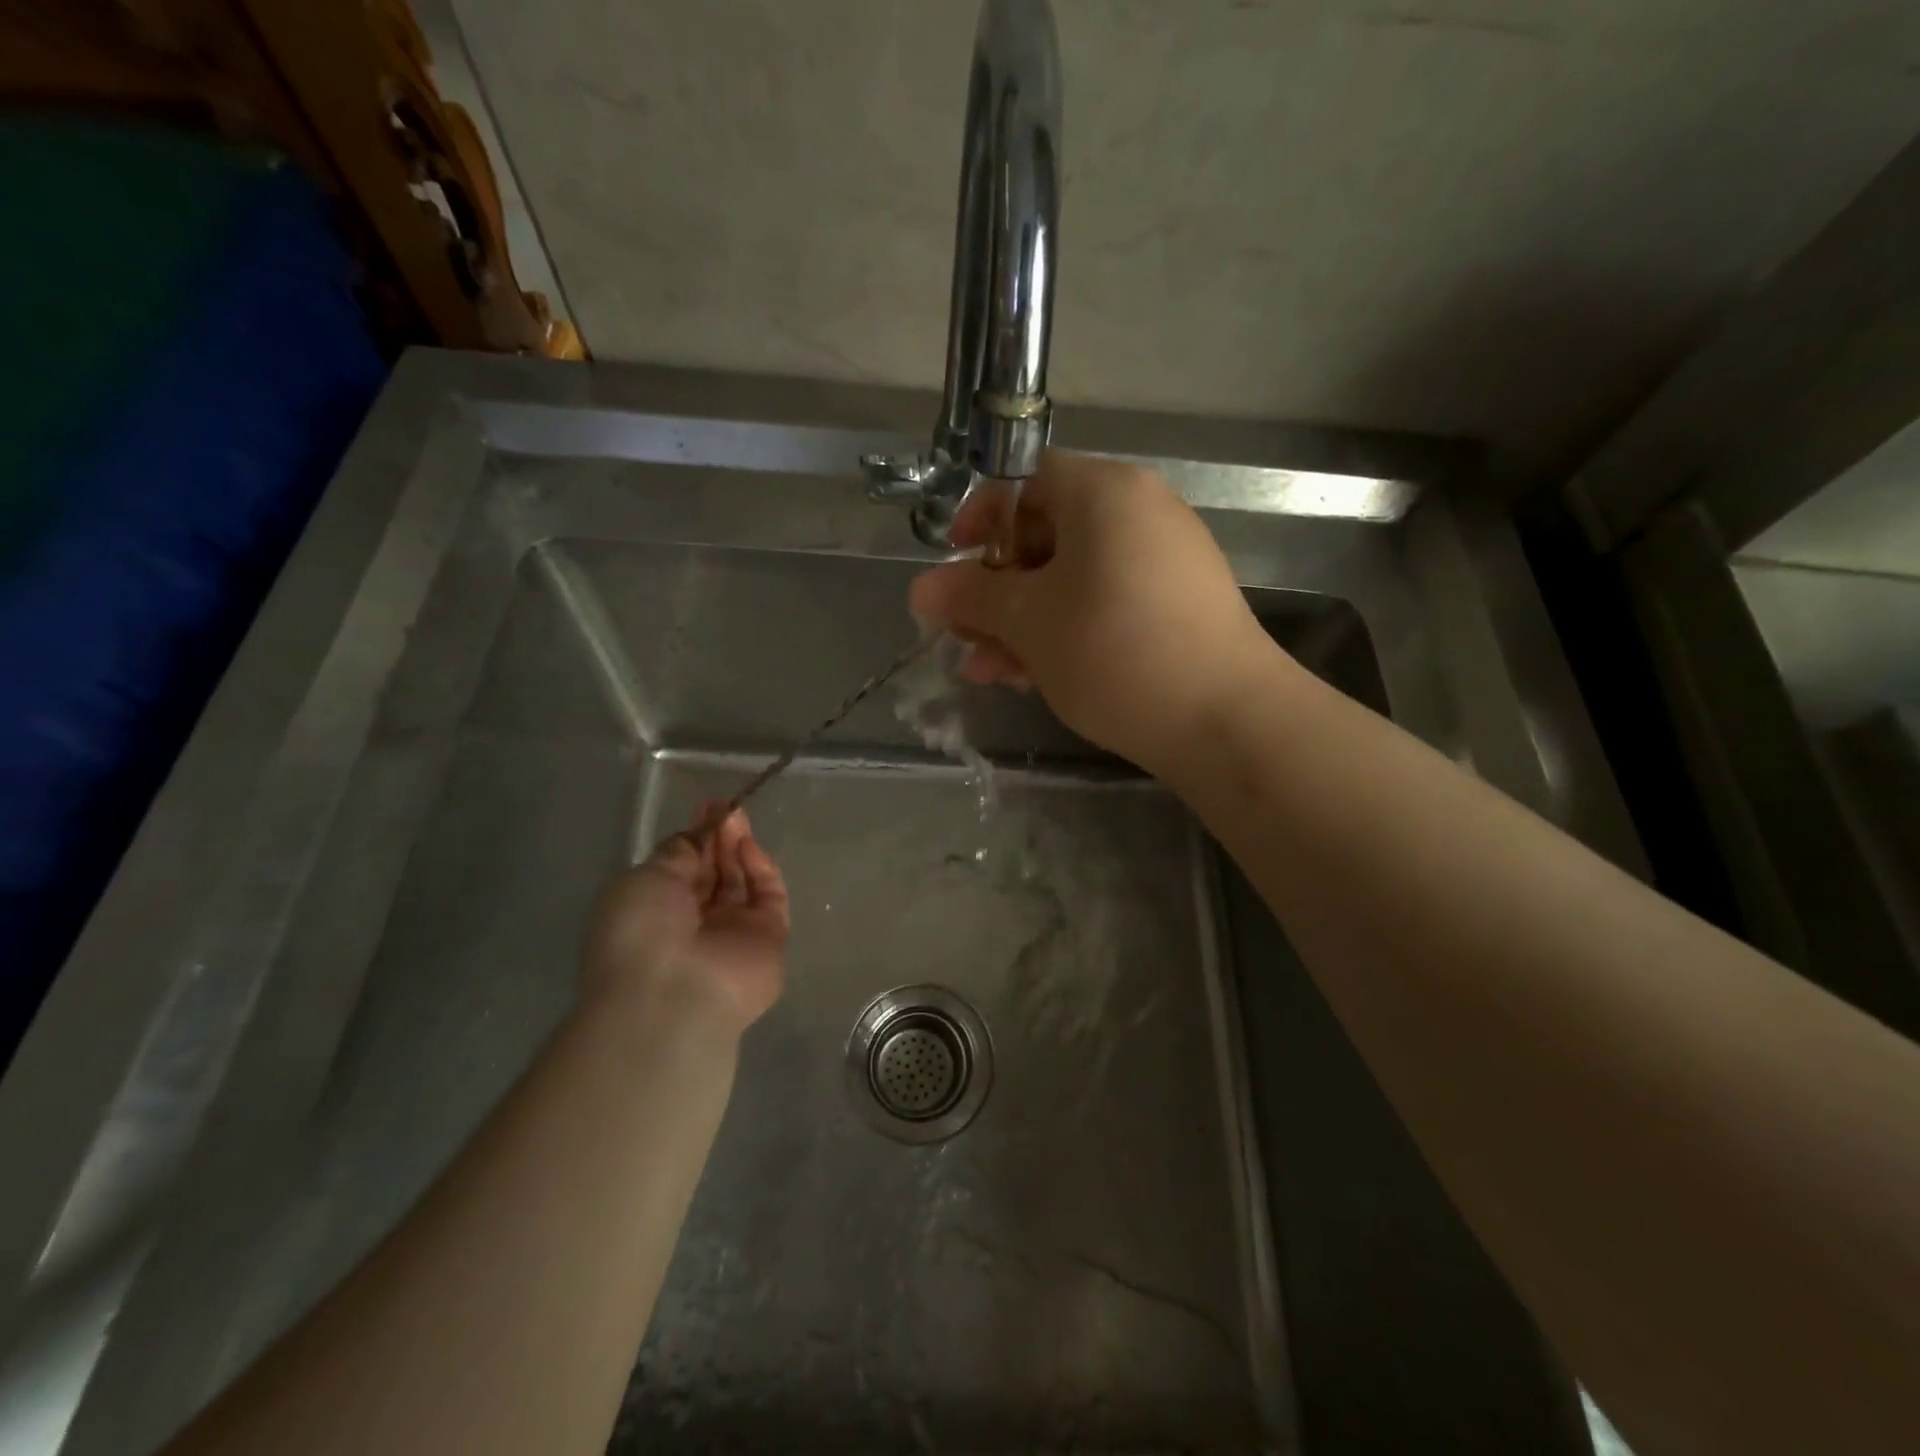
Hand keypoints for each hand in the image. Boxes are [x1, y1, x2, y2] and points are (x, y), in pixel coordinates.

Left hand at [581, 805, 789, 1037]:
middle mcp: (696, 924)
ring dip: (740, 849)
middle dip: (720, 839)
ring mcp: (734, 933)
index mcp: (656, 912)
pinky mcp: (770, 939)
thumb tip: (697, 834)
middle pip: (715, 873)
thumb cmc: (641, 932)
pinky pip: (769, 897)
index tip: (707, 808)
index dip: (696, 837)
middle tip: (727, 809)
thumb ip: (677, 853)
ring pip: (743, 882)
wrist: (674, 994)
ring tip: (738, 820)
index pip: (683, 869)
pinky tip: (749, 849)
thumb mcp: (645, 879)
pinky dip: (762, 870)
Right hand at [908, 451, 1275, 773]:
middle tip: (964, 635)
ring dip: (1022, 621)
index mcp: (1105, 493)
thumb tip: (920, 588)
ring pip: (1072, 579)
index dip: (980, 518)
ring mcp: (1165, 561)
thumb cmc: (1113, 651)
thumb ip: (970, 597)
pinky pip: (1105, 603)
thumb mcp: (1027, 622)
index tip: (953, 565)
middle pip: (1046, 535)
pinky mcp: (1178, 607)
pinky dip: (1065, 631)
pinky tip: (1034, 677)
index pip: (1026, 480)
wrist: (1225, 719)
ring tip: (989, 671)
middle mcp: (1140, 512)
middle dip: (996, 588)